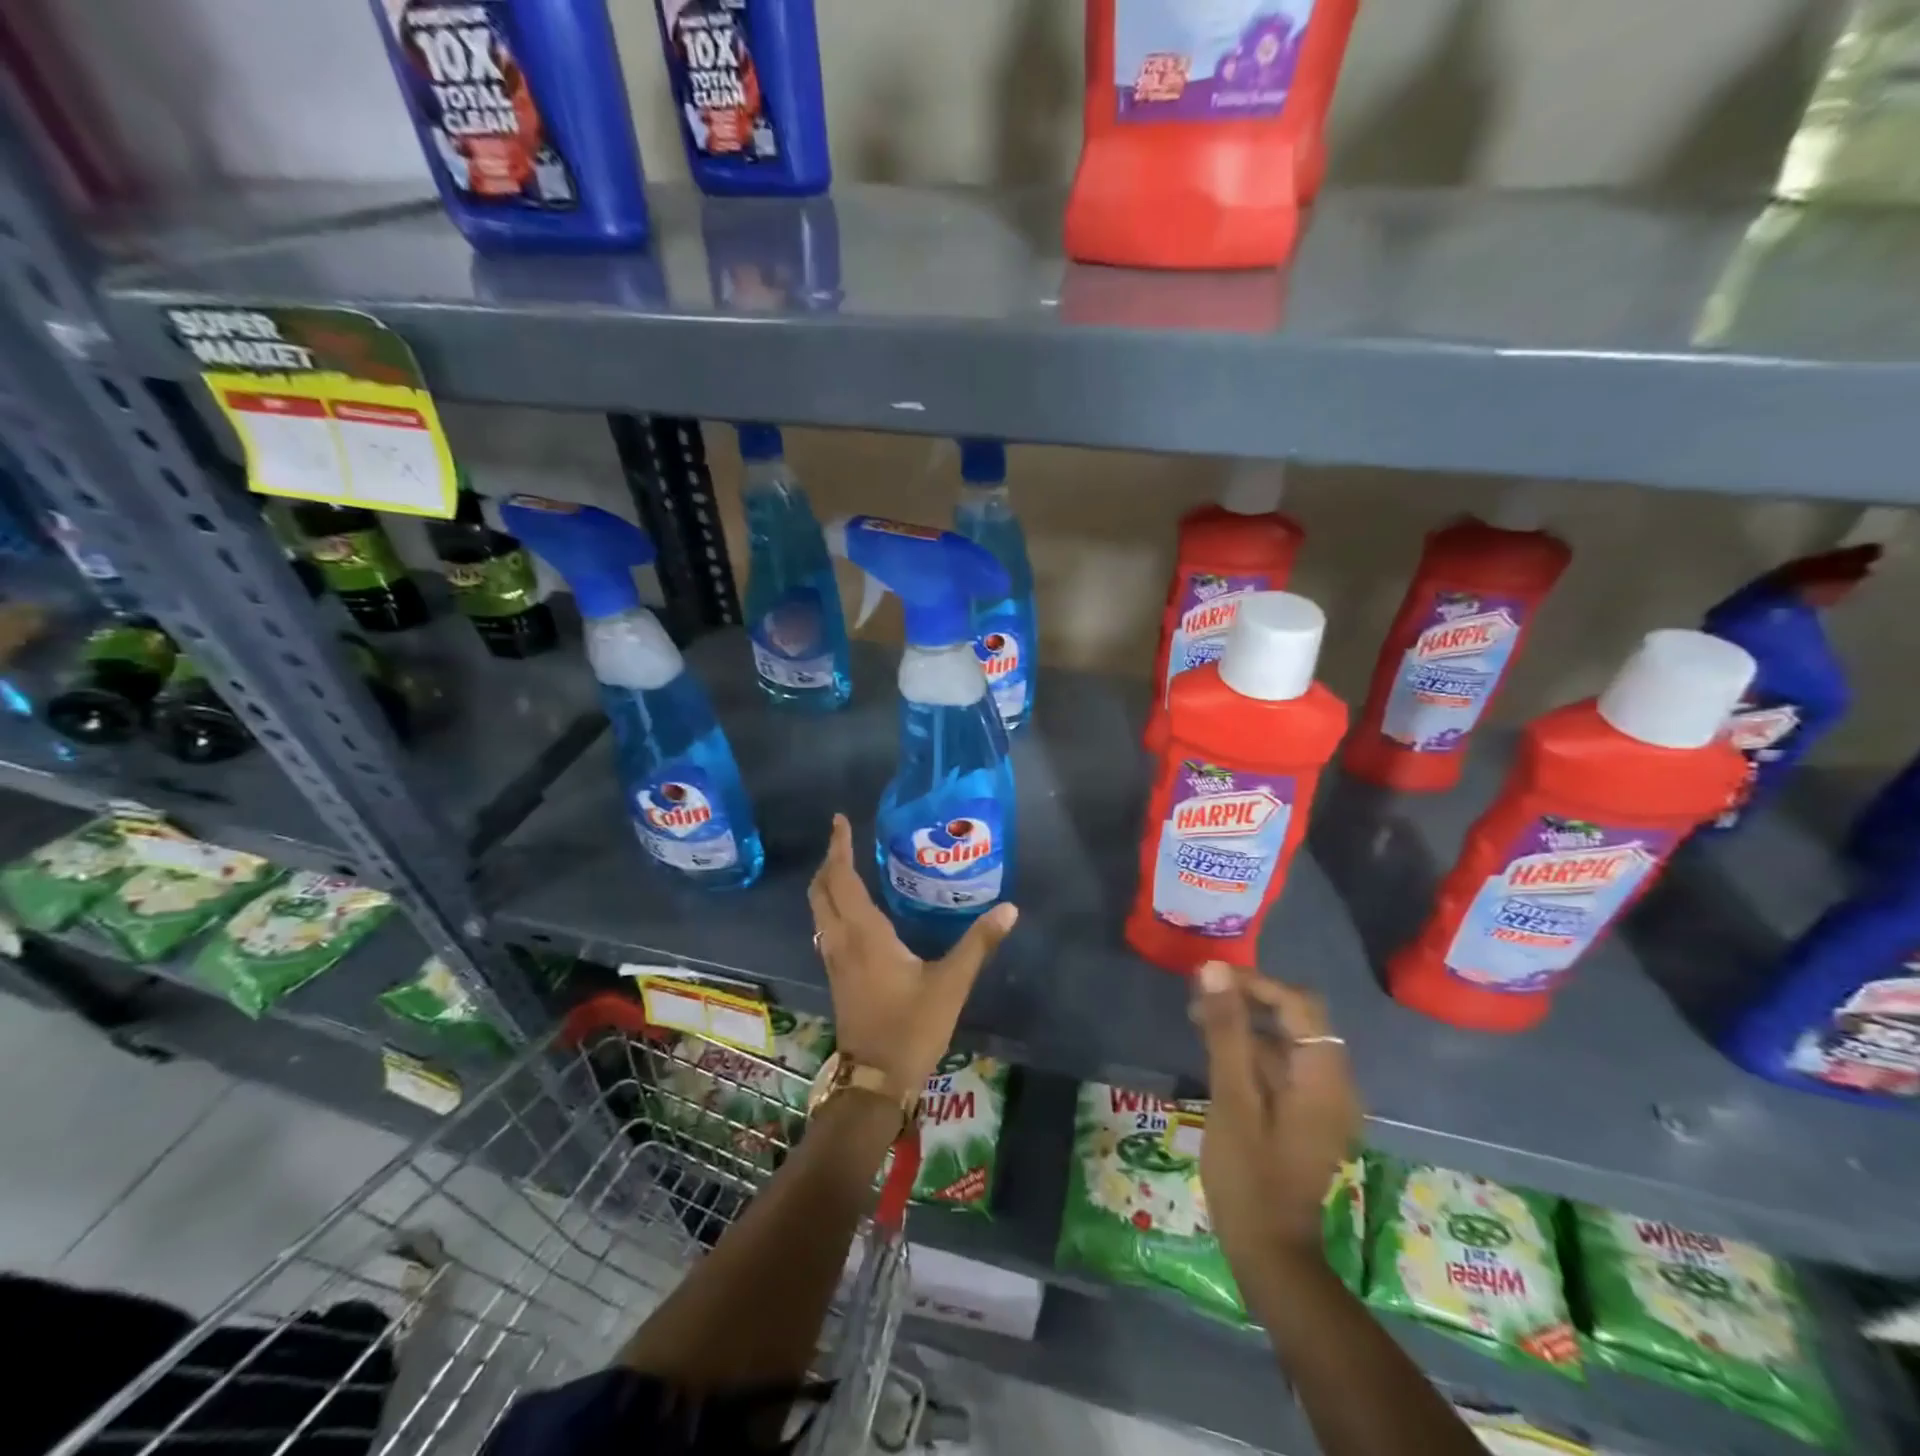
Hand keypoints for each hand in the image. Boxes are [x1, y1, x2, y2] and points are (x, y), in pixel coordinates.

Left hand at [806, 814, 1017, 1095]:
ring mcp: (834, 960)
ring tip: (847, 866)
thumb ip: (979, 943)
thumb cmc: (911, 1027)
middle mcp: (841, 940)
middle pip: (822, 891)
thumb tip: (1009, 909)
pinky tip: (854, 912)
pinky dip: (832, 906)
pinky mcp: (837, 976)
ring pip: (819, 910)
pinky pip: (825, 927)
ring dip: (827, 884)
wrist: (875, 1080)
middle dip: (829, 862)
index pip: (842, 879)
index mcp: (864, 934)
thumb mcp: (951, 983)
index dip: (839, 848)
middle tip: (844, 839)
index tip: (840, 821)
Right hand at [1191, 960, 1361, 1273]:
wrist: (1269, 1254)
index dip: (1254, 983)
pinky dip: (1251, 1052)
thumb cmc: (1249, 1176)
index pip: (1298, 1004)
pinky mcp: (1306, 1117)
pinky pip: (1283, 1067)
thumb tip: (1215, 970)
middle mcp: (1333, 1084)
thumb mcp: (1232, 1098)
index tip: (1209, 978)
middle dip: (1249, 1000)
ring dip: (1246, 1024)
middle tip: (1199, 997)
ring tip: (1197, 1019)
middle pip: (1297, 1018)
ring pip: (1286, 1041)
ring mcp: (1322, 1103)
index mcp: (1325, 1077)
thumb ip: (1227, 1031)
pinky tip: (1215, 1054)